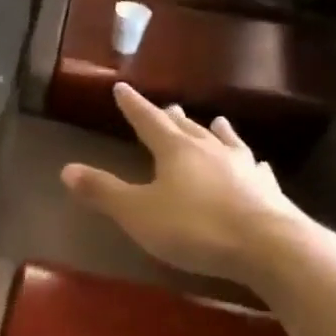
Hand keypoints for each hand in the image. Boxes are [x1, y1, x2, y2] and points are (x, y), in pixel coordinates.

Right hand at [60, 83, 314, 284]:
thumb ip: (103, 191)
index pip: (148, 121)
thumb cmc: (195, 227)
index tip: (122, 88)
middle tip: (168, 106)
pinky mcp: (268, 190)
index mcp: (176, 151)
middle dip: (173, 118)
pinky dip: (249, 162)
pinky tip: (257, 163)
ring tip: (216, 121)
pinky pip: (255, 168)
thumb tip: (66, 169)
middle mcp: (210, 150)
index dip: (133, 106)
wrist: (268, 247)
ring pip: (226, 142)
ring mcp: (244, 168)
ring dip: (216, 131)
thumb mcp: (137, 212)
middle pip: (188, 128)